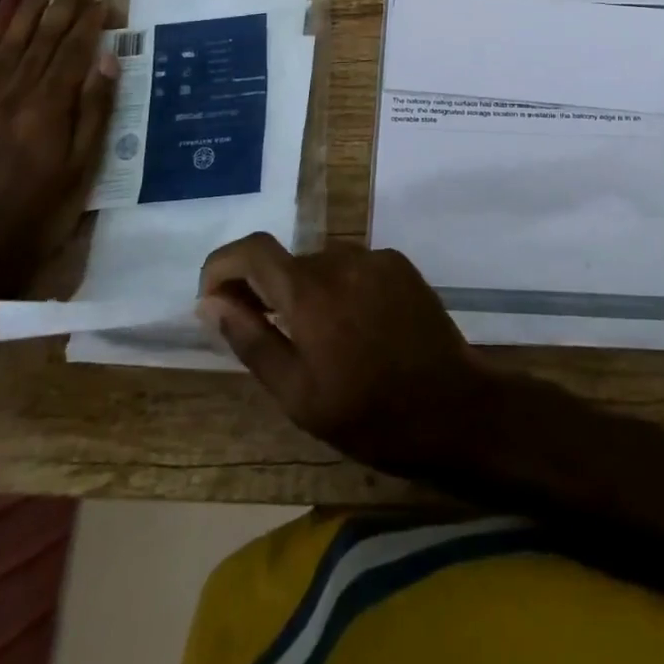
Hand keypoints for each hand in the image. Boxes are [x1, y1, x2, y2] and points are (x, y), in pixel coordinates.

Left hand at [0, 0, 115, 296]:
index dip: (89, 20)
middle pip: (42, 38)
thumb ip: (97, 108)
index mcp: (49, 105)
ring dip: (26, 11)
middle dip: (62, 5)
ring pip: (8, 43)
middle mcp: (15, 92)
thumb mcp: (87, 163)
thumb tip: (108, 59)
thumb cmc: (47, 208)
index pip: (73, 49)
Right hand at [198, 234, 497, 475]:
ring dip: (305, 291)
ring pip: (320, 263)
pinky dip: (340, 287)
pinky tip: (356, 328)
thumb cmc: (368, 414)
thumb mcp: (297, 393)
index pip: (252, 250)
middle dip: (265, 289)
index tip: (213, 297)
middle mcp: (341, 259)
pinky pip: (353, 266)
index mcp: (310, 291)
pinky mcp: (399, 263)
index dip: (222, 265)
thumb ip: (250, 339)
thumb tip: (210, 301)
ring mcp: (375, 257)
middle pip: (287, 261)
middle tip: (266, 335)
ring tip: (318, 340)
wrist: (453, 407)